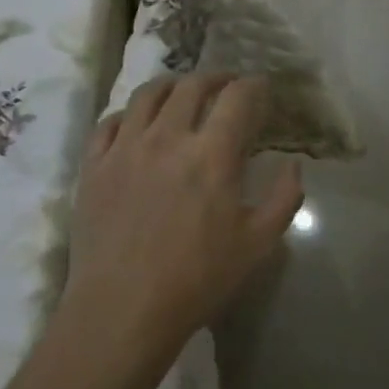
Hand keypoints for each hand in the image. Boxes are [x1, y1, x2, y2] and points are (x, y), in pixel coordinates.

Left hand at [64, 73, 303, 354]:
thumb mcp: (258, 244)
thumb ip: (283, 199)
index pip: (237, 97)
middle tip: (226, 85)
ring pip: (148, 94)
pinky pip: (110, 122)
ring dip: (172, 85)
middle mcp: (167, 137)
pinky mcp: (94, 166)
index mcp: (212, 154)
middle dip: (215, 77)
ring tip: (182, 92)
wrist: (121, 311)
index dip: (253, 85)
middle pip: (192, 86)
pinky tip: (137, 123)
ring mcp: (125, 148)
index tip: (260, 86)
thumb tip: (294, 166)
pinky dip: (130, 113)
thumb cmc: (197, 280)